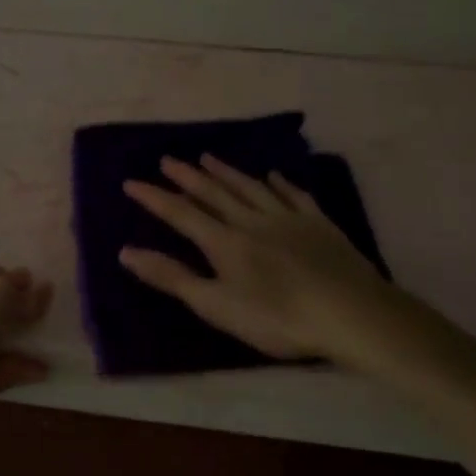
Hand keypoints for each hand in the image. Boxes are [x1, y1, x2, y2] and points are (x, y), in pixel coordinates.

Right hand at [119, 155, 393, 363]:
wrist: (349, 312)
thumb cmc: (277, 318)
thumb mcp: (217, 305)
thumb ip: (173, 278)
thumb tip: (126, 252)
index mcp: (225, 242)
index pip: (181, 214)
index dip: (154, 198)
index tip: (131, 182)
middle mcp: (252, 220)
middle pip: (214, 193)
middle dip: (187, 176)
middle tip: (168, 160)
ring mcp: (288, 218)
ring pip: (250, 187)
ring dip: (227, 172)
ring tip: (208, 157)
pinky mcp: (318, 223)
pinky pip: (293, 195)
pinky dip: (279, 183)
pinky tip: (273, 175)